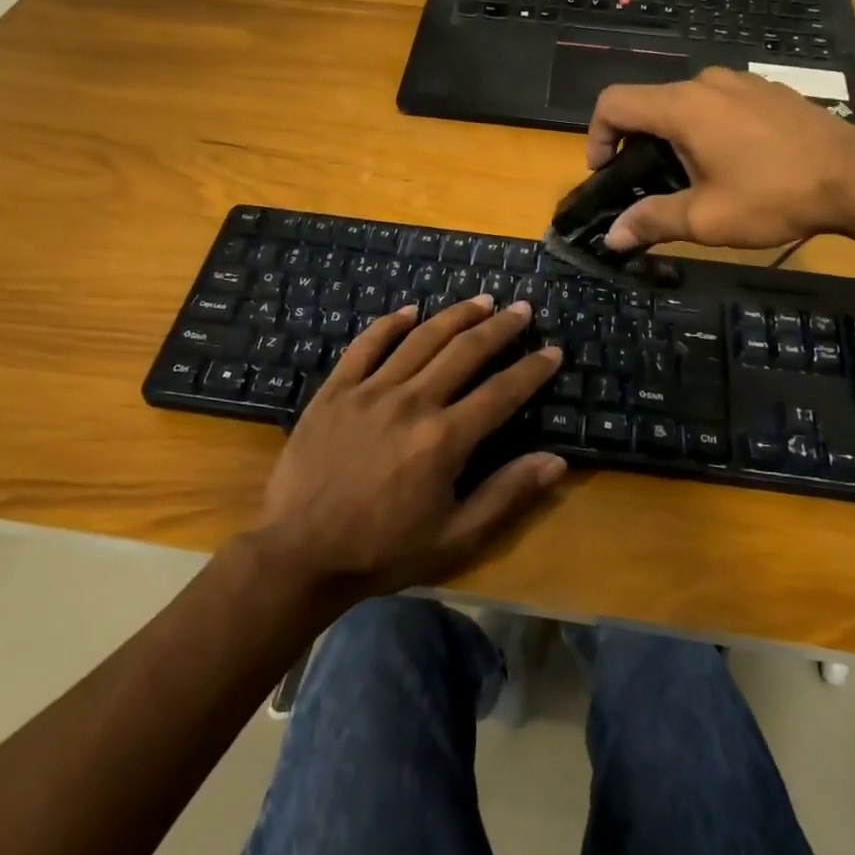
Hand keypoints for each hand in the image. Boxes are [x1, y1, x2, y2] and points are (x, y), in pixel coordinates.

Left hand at [252, 296, 565, 597]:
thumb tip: (556, 461)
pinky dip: (389, 324)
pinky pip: (366, 345)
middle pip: (465, 352)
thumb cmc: (382, 551)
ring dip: (455, 315)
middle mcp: (412, 402)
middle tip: (521, 309)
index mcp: (444, 439)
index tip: (552, 350)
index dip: (532, 370)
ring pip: (421, 339)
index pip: (501, 393)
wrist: (299, 555)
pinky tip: (410, 310)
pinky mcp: (336, 390)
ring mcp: (371, 391)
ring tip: (481, 300)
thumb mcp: (454, 538)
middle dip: (499, 328)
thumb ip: (505, 495)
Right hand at [585, 68, 854, 251]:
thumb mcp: (706, 219)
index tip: (605, 172)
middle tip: (651, 185)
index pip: (613, 103)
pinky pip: (719, 103)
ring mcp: (741, 82)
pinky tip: (734, 162)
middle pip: (649, 104)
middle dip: (638, 143)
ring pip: (686, 103)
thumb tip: (613, 237)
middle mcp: (706, 83)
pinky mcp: (768, 90)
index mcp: (682, 106)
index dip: (596, 136)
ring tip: (694, 177)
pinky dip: (708, 127)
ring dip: (675, 136)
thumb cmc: (774, 196)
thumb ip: (652, 221)